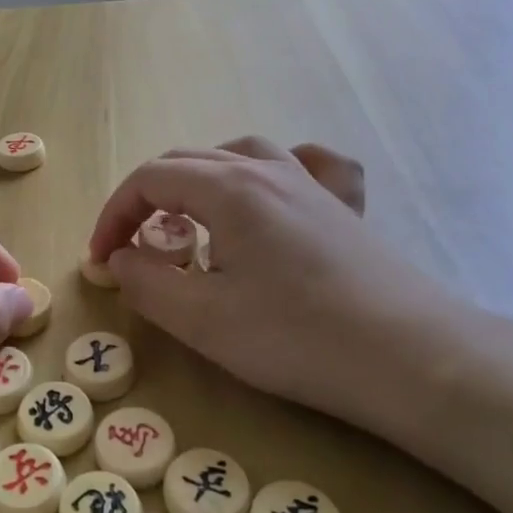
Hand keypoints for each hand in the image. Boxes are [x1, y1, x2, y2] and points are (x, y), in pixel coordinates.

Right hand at [86, 138, 466, 426]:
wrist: (411, 357)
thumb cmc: (296, 338)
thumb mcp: (202, 320)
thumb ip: (146, 282)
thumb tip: (121, 257)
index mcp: (227, 189)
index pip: (148, 179)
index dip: (113, 215)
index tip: (101, 260)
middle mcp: (267, 169)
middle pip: (186, 161)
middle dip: (146, 200)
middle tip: (132, 248)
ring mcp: (310, 183)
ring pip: (237, 155)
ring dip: (196, 181)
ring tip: (188, 221)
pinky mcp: (341, 207)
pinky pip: (302, 165)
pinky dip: (269, 172)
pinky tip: (273, 194)